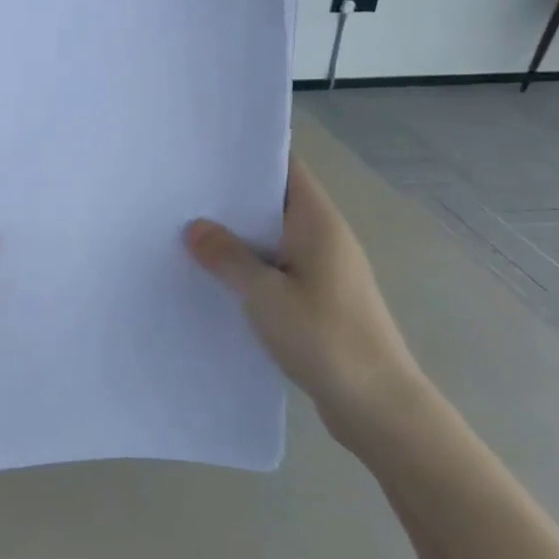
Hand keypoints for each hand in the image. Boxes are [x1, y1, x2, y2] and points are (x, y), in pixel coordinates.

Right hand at [187, 158, 428, 453]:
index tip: (204, 153)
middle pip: (275, 202)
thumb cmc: (324, 338)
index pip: (286, 168)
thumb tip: (195, 227)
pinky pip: (278, 269)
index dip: (248, 156)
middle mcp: (325, 238)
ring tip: (188, 232)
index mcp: (317, 222)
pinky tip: (216, 279)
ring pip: (274, 239)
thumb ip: (227, 257)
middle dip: (233, 198)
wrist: (376, 405)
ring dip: (239, 237)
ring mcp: (324, 270)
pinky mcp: (320, 300)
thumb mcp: (264, 294)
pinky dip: (250, 268)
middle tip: (181, 194)